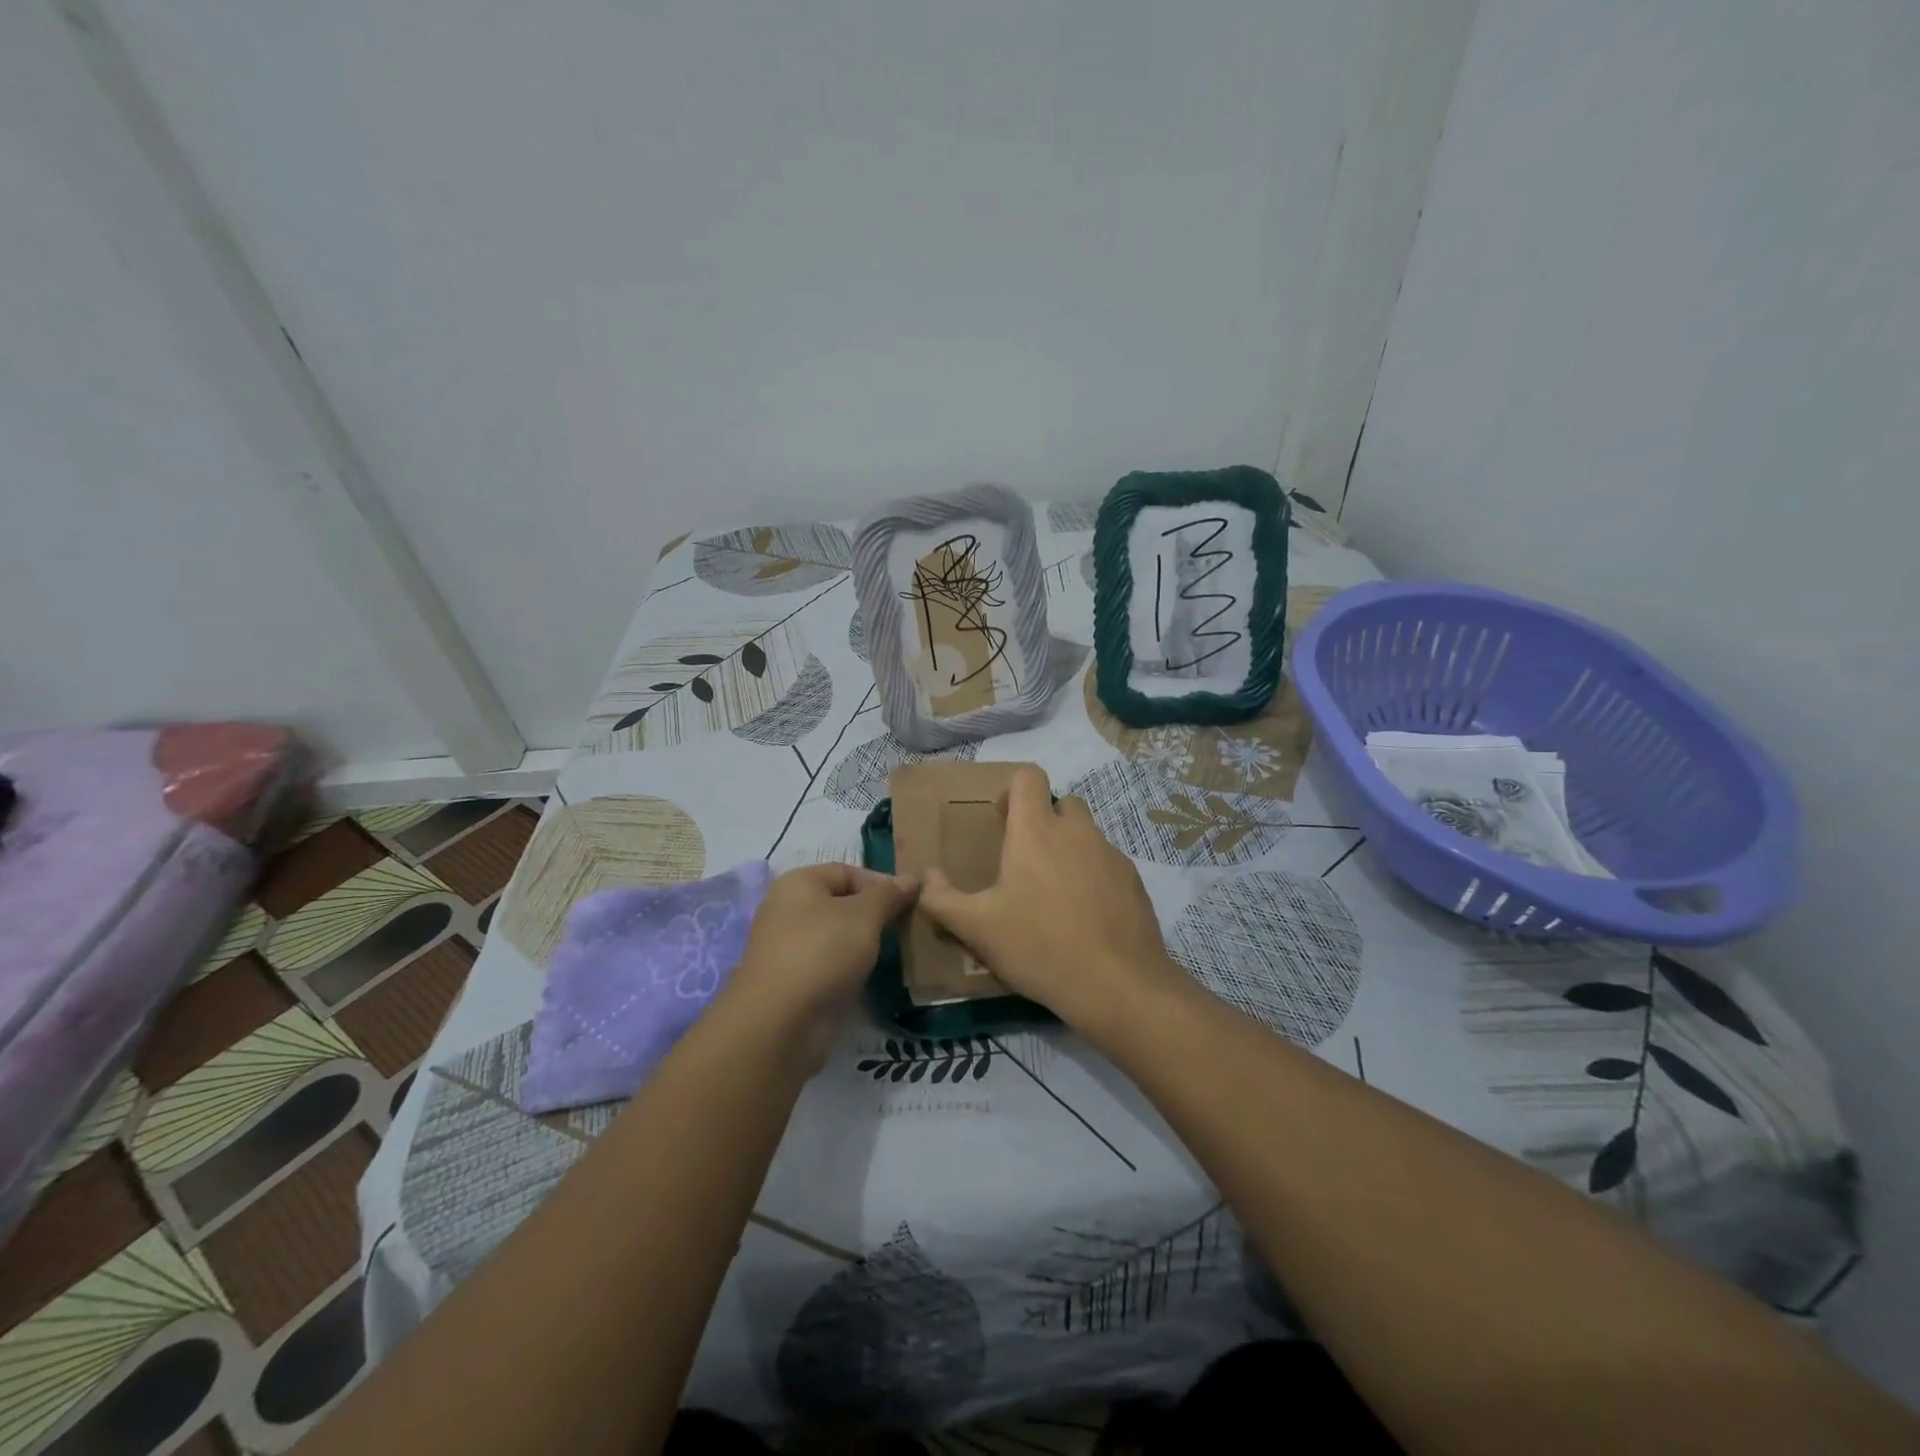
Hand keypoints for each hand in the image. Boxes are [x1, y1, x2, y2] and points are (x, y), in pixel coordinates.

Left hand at [726, 863, 917, 1066]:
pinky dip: (850, 968)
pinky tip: (871, 976)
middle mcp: (788, 910)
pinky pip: (830, 965)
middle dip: (875, 914)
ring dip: (864, 943)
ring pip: (836, 936)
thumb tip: (911, 879)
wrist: (780, 1023)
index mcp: (798, 883)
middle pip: (841, 903)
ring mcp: (788, 948)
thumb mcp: (864, 915)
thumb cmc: (822, 952)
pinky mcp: (793, 982)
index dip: (880, 882)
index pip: (847, 871)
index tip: (911, 902)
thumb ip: (888, 895)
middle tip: (906, 927)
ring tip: (896, 951)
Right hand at [917, 765, 1175, 1033]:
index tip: (1002, 822)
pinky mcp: (1134, 880)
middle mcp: (1077, 831)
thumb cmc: (1039, 947)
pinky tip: (1085, 917)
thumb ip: (941, 900)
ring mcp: (1110, 854)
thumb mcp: (977, 929)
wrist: (1118, 985)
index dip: (1013, 790)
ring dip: (1069, 849)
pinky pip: (1107, 863)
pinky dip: (1094, 876)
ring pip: (1087, 834)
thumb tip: (924, 877)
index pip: (1029, 776)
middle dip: (1044, 820)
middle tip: (1026, 861)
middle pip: (1062, 803)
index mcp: (1036, 831)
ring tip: (1054, 895)